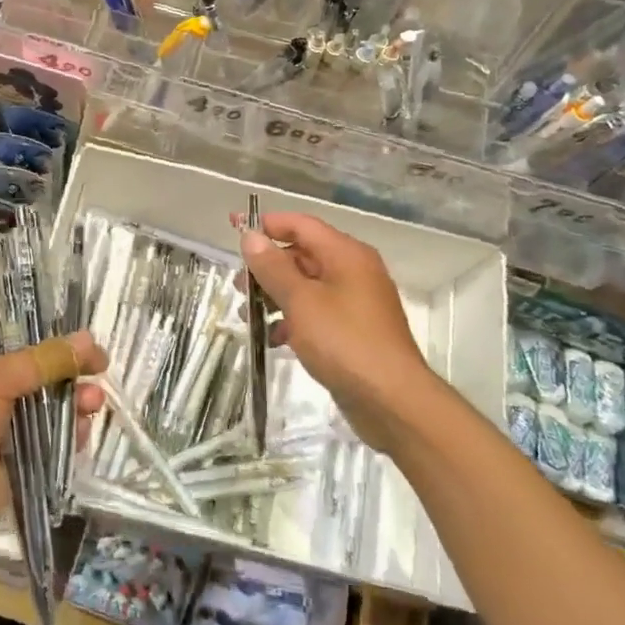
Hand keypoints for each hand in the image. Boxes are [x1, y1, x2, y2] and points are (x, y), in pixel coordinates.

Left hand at [0, 329, 107, 564]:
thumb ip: (43, 360)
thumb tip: (90, 339)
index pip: (20, 332)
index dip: (54, 331)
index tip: (87, 336)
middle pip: (43, 369)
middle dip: (72, 369)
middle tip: (101, 369)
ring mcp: (6, 424)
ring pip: (52, 405)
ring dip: (76, 400)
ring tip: (94, 402)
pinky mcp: (19, 460)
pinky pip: (52, 442)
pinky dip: (71, 435)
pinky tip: (84, 431)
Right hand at [241, 213, 434, 451]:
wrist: (391, 400)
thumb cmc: (344, 342)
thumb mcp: (301, 301)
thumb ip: (273, 267)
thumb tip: (251, 236)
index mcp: (346, 254)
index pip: (301, 224)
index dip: (266, 224)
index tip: (233, 229)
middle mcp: (353, 271)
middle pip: (302, 255)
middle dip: (267, 268)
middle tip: (239, 287)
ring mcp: (355, 302)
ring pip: (307, 287)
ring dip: (276, 296)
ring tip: (248, 316)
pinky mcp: (353, 331)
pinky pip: (317, 313)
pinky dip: (293, 320)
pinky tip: (275, 340)